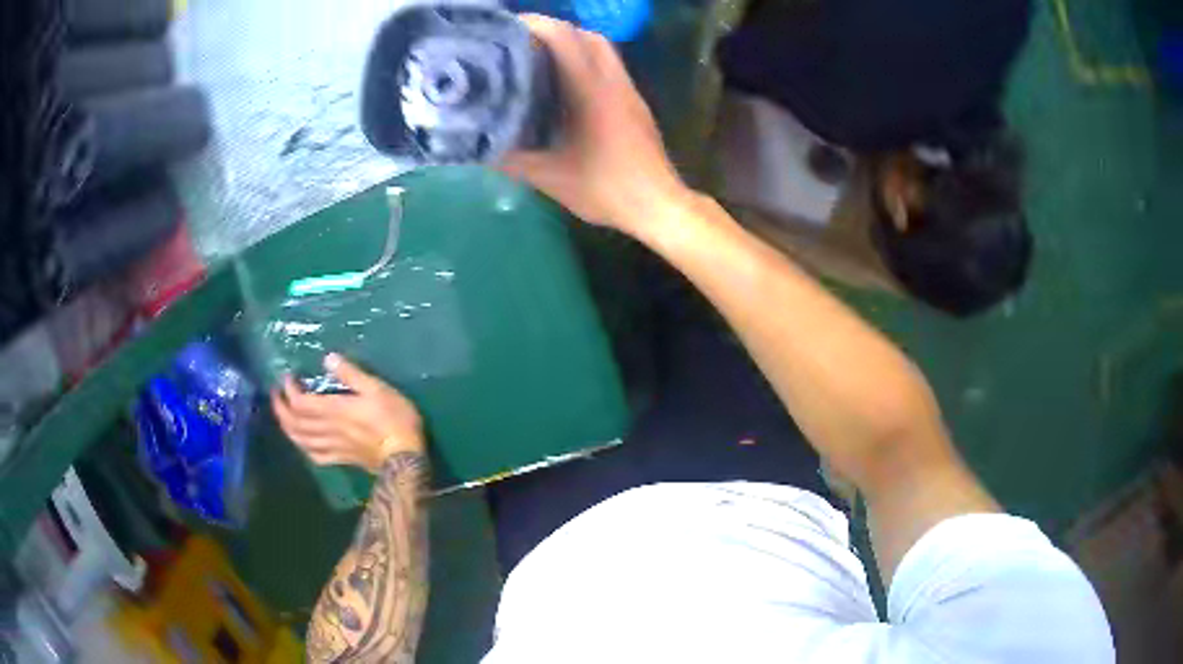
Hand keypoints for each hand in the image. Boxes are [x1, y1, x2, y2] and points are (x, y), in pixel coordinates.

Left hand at [271, 353, 424, 473]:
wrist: (404, 456)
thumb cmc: (394, 418)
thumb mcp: (377, 388)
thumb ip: (351, 373)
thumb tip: (328, 358)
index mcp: (334, 410)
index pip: (300, 402)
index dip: (289, 390)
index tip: (287, 377)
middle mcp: (328, 429)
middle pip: (294, 422)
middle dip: (281, 408)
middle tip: (277, 394)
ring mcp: (333, 447)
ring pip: (301, 440)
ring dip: (287, 427)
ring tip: (283, 416)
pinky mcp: (342, 460)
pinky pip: (315, 456)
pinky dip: (304, 448)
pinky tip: (302, 443)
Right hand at [500, 15, 690, 235]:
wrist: (659, 205)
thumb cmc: (606, 189)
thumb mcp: (550, 178)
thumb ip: (512, 159)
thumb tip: (478, 144)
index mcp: (592, 91)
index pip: (564, 38)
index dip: (535, 25)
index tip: (505, 29)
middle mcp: (613, 81)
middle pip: (586, 35)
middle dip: (552, 29)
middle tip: (519, 41)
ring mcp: (628, 91)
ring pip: (601, 49)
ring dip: (571, 43)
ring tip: (538, 56)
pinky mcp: (634, 103)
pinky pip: (609, 66)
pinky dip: (584, 60)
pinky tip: (564, 82)